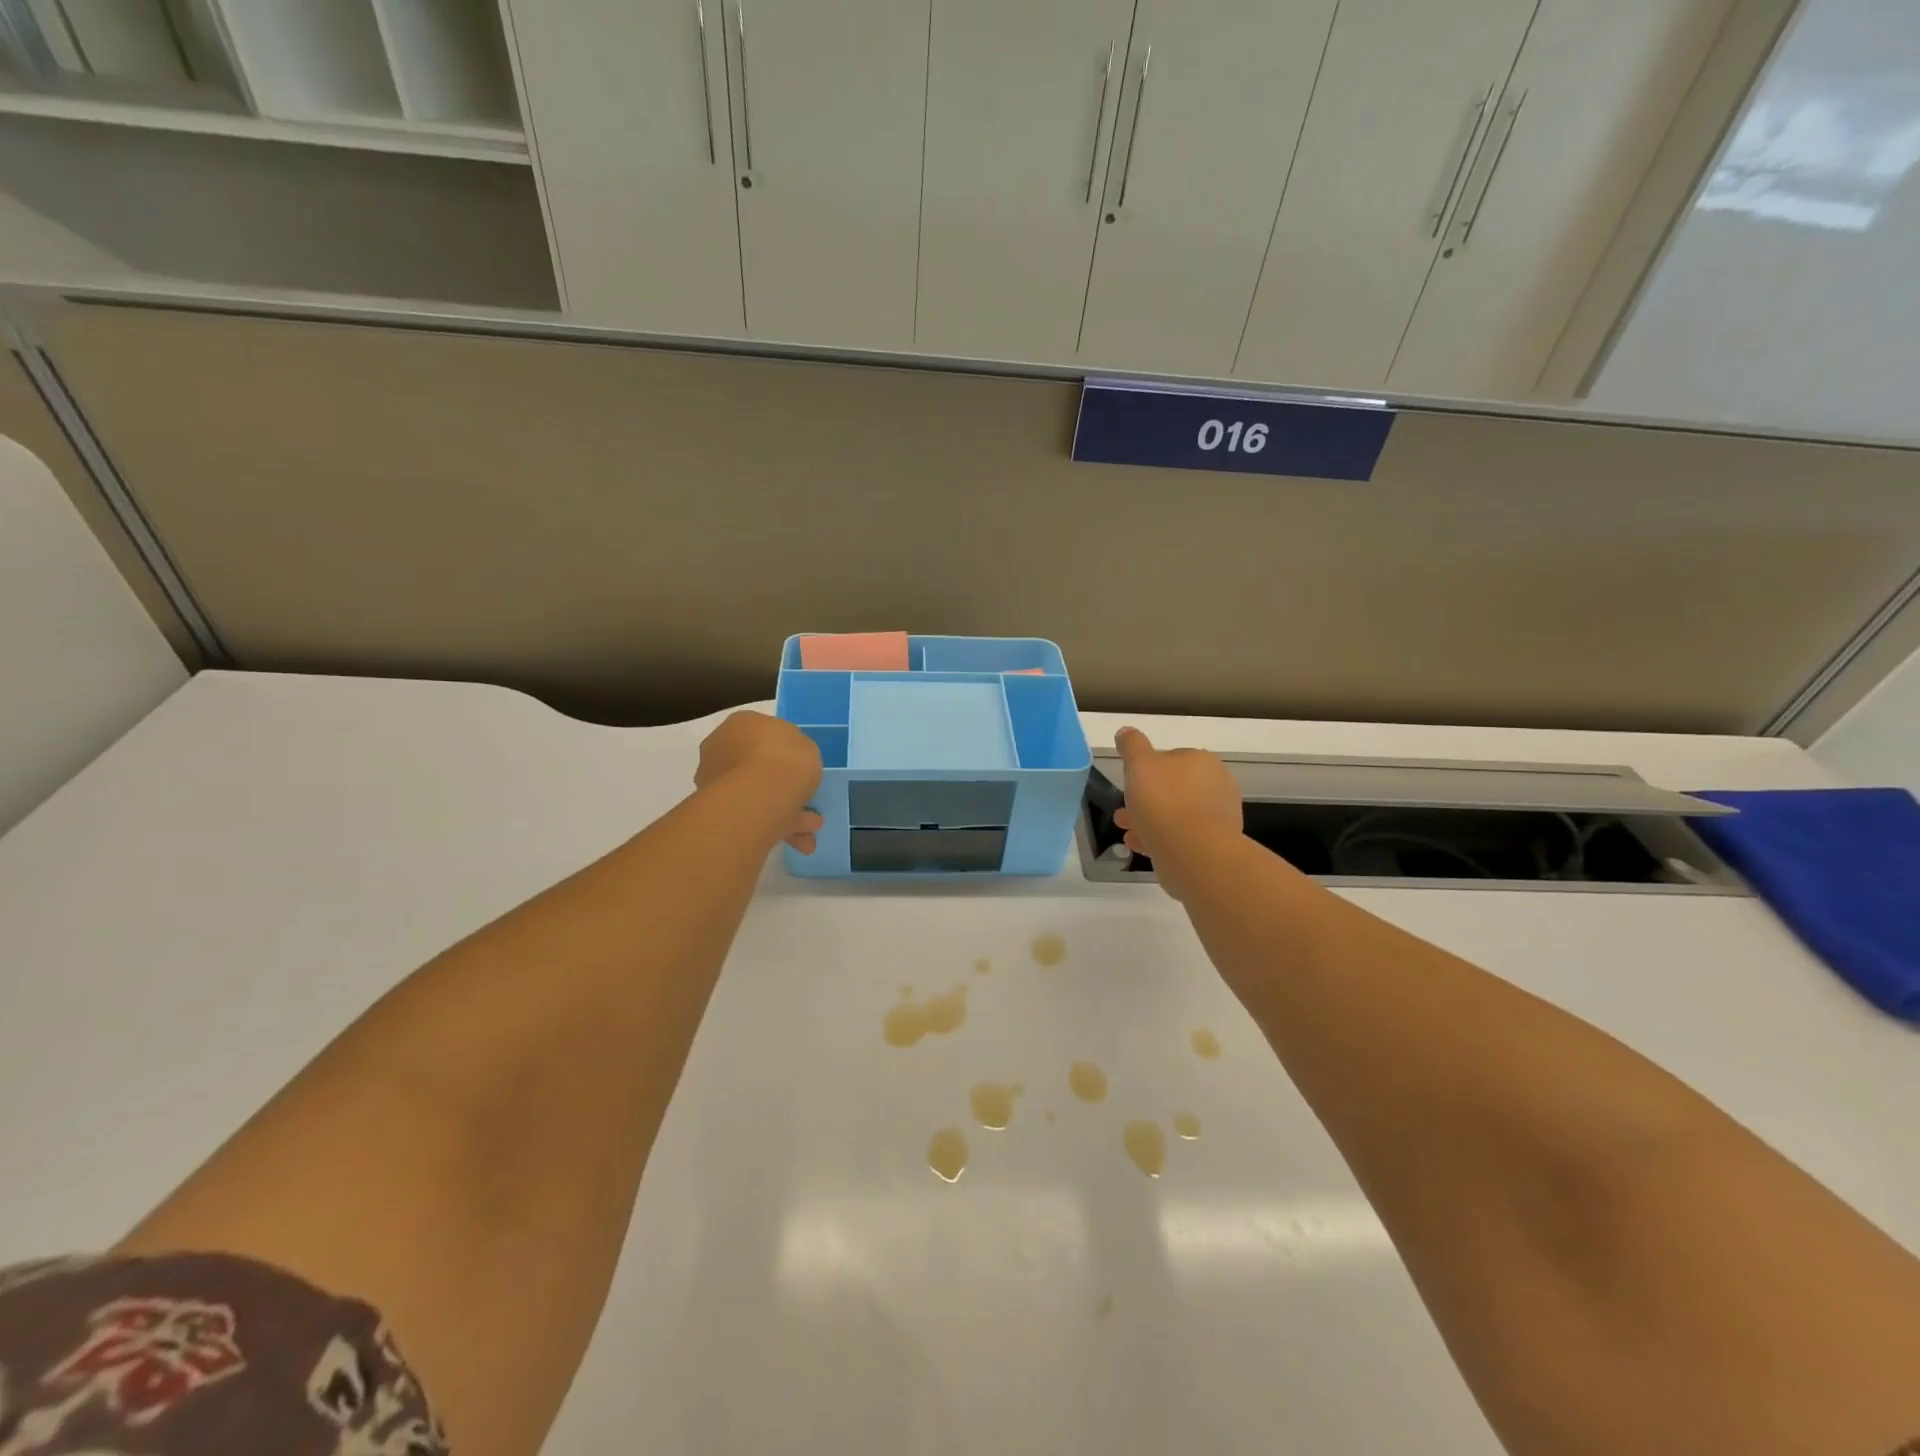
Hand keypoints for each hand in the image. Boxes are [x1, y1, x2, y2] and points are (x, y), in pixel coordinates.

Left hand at [695, 711, 825, 853]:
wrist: (758, 797)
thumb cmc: (785, 760)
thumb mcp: (807, 747)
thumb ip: (797, 753)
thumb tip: (789, 765)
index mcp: (742, 723)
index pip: (761, 732)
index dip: (783, 750)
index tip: (799, 766)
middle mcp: (721, 748)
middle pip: (754, 765)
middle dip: (780, 783)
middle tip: (803, 798)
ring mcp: (714, 780)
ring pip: (754, 794)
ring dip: (782, 808)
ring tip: (809, 827)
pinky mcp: (715, 811)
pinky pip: (751, 815)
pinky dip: (775, 825)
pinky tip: (799, 838)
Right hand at [1112, 727, 1242, 896]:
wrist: (1194, 854)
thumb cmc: (1164, 802)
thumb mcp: (1139, 764)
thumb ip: (1131, 745)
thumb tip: (1126, 732)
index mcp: (1202, 761)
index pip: (1171, 759)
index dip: (1146, 771)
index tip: (1129, 784)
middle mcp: (1216, 785)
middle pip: (1172, 789)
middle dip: (1145, 800)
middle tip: (1123, 813)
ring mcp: (1218, 817)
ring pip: (1175, 815)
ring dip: (1149, 821)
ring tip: (1127, 832)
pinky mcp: (1214, 845)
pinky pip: (1181, 837)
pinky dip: (1160, 839)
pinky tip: (1140, 846)